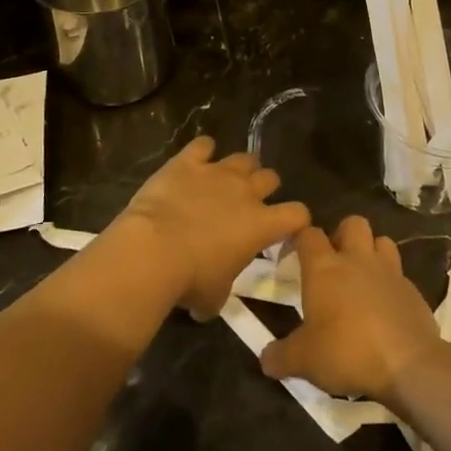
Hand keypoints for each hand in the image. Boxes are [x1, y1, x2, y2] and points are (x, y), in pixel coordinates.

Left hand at [112, 137, 309, 318]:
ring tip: (226, 179)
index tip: (286, 228)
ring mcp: (217, 172)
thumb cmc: (190, 280)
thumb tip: (209, 305)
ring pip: (243, 158)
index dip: (296, 220)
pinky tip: (196, 160)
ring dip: (239, 168)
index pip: (297, 214)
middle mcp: (246, 192)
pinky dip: (203, 151)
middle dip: (264, 187)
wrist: (153, 251)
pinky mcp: (187, 162)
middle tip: (249, 202)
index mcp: (261, 225)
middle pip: (271, 177)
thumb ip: (221, 293)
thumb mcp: (214, 298)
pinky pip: (203, 145)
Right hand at [260, 216, 442, 402]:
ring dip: (371, 251)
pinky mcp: (413, 290)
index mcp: (325, 268)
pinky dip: (391, 283)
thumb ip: (281, 356)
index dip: (300, 238)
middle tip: (334, 261)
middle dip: (342, 234)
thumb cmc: (347, 352)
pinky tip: (386, 306)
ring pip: (382, 241)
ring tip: (363, 276)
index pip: (309, 234)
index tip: (294, 253)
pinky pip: (400, 274)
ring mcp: (390, 272)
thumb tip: (266, 359)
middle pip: (352, 223)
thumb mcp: (303, 361)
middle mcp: (357, 260)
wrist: (407, 365)